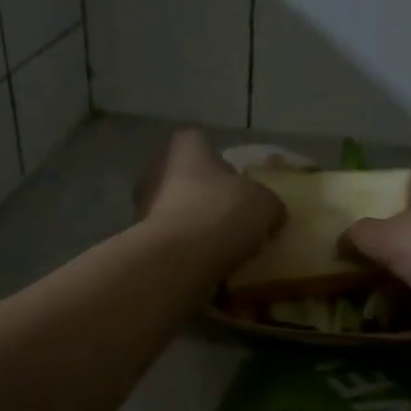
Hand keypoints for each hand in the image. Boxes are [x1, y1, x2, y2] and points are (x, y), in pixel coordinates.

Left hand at [134, 130, 282, 272]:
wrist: (177, 260)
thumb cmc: (220, 213)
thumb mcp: (263, 203)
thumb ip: (267, 202)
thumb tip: (270, 212)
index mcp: (183, 147)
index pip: (202, 144)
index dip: (222, 164)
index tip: (239, 187)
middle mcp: (156, 170)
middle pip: (187, 180)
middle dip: (207, 198)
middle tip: (234, 220)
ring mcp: (142, 207)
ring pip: (177, 213)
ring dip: (196, 228)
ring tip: (224, 248)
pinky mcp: (140, 242)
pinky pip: (171, 243)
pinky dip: (186, 252)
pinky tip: (207, 266)